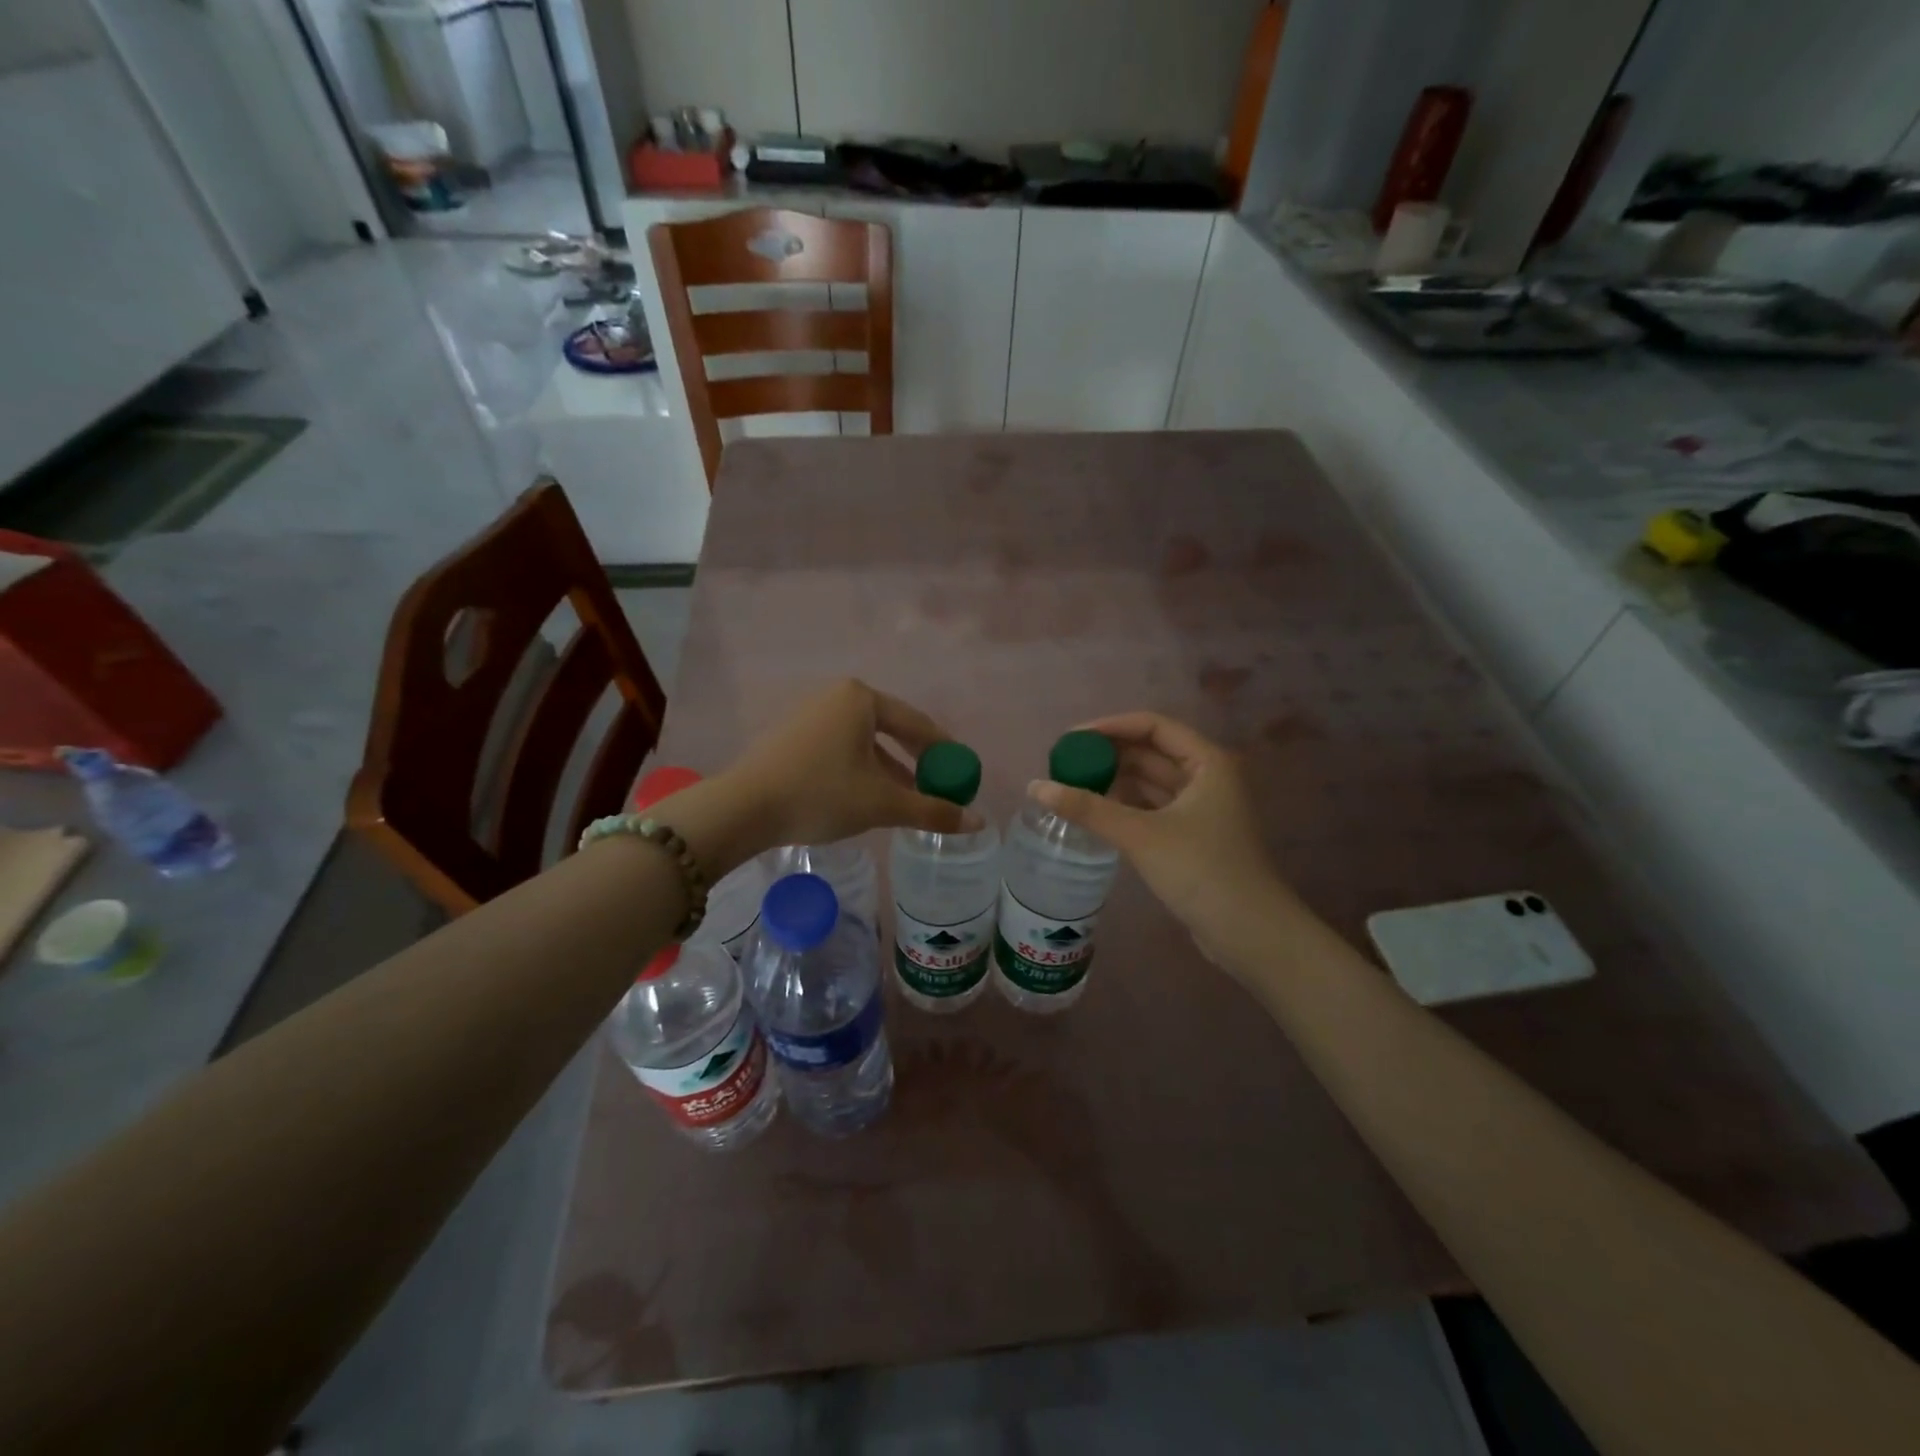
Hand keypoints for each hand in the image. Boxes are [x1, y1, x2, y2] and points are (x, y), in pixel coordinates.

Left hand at [718, 679, 976, 855]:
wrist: (743, 808)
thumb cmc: (821, 794)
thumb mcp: (882, 804)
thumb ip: (932, 810)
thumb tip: (979, 821)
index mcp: (861, 699)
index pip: (917, 724)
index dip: (944, 752)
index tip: (962, 775)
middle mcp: (836, 697)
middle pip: (890, 731)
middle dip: (915, 763)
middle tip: (937, 788)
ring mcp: (809, 714)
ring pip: (864, 743)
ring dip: (888, 771)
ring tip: (907, 800)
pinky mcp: (790, 736)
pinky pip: (840, 749)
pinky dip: (860, 770)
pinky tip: (865, 797)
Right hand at [1030, 713, 1287, 964]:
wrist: (1250, 934)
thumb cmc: (1202, 871)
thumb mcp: (1140, 835)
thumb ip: (1087, 808)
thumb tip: (1035, 786)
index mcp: (1207, 762)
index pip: (1153, 726)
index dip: (1110, 727)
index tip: (1071, 739)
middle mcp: (1207, 777)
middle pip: (1150, 752)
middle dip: (1108, 756)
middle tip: (1064, 764)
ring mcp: (1201, 808)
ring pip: (1150, 782)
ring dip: (1114, 782)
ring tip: (1071, 786)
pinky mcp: (1192, 836)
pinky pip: (1151, 809)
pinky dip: (1124, 807)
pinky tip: (1094, 813)